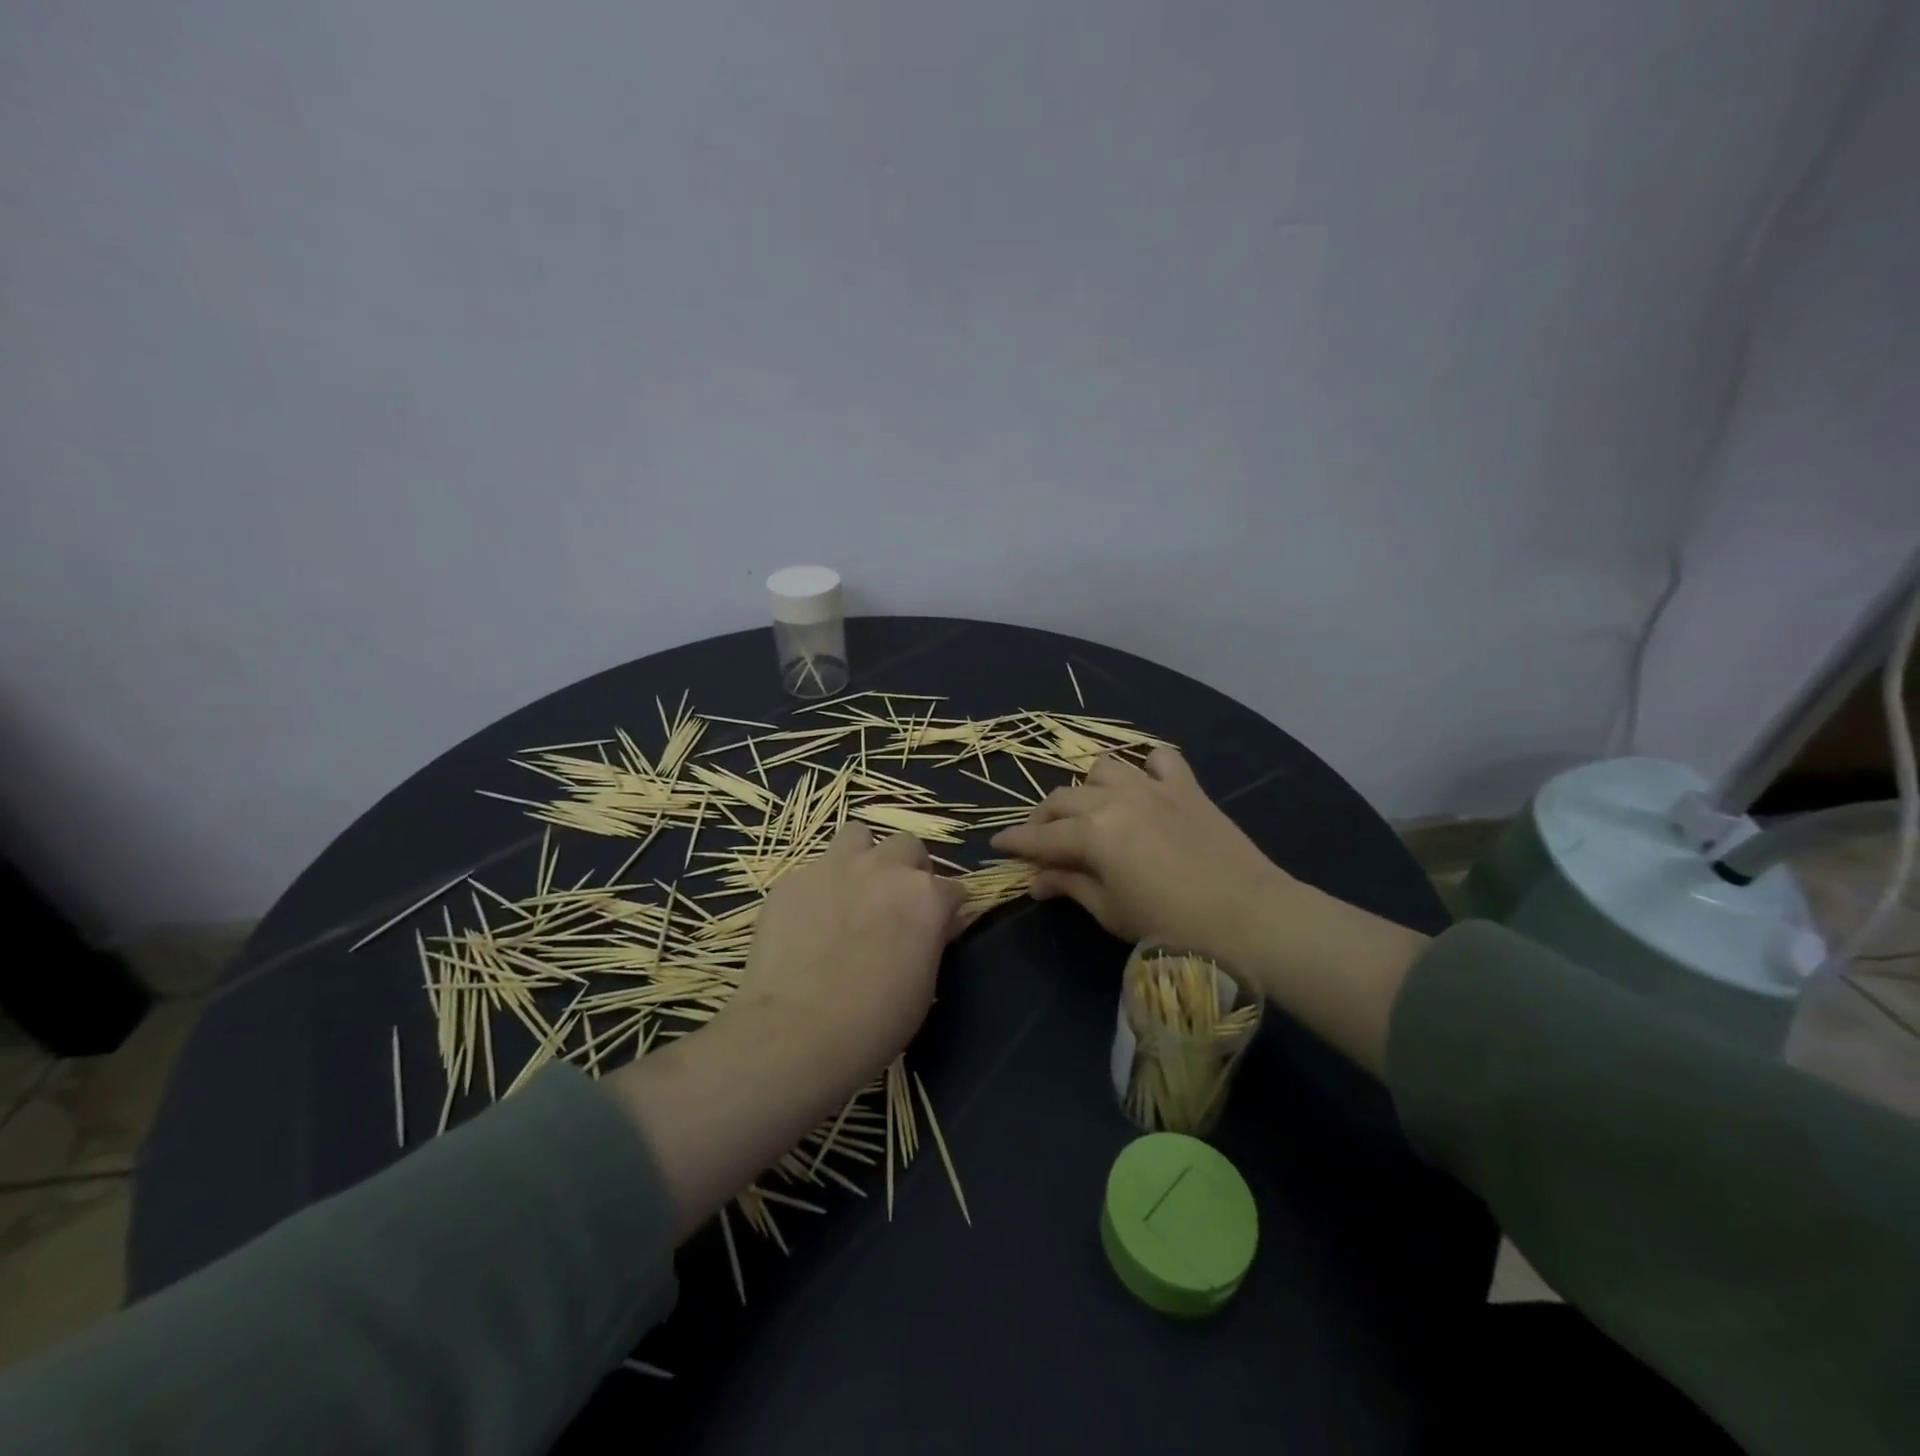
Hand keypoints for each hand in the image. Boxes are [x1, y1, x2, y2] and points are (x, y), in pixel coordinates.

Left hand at [722, 823, 964, 1089]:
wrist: (796, 1032)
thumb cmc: (874, 1022)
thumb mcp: (925, 986)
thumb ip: (932, 941)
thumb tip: (936, 926)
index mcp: (925, 895)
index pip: (952, 888)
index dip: (946, 910)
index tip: (938, 930)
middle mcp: (884, 868)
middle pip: (908, 845)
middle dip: (907, 869)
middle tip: (895, 904)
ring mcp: (834, 867)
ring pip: (857, 835)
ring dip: (862, 858)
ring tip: (852, 892)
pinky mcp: (792, 880)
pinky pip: (812, 870)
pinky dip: (818, 889)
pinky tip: (807, 920)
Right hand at [991, 748, 1427, 1074]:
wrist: (1253, 919)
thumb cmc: (1174, 928)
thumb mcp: (1112, 913)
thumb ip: (1071, 886)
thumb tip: (1035, 879)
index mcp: (1093, 834)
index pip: (1040, 836)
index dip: (1014, 842)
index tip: (996, 845)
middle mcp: (1116, 800)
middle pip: (1063, 799)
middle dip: (1043, 819)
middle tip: (1040, 842)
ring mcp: (1152, 788)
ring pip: (1102, 768)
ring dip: (1087, 789)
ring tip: (1089, 813)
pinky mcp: (1186, 788)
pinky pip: (1160, 758)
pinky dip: (1145, 767)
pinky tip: (1144, 785)